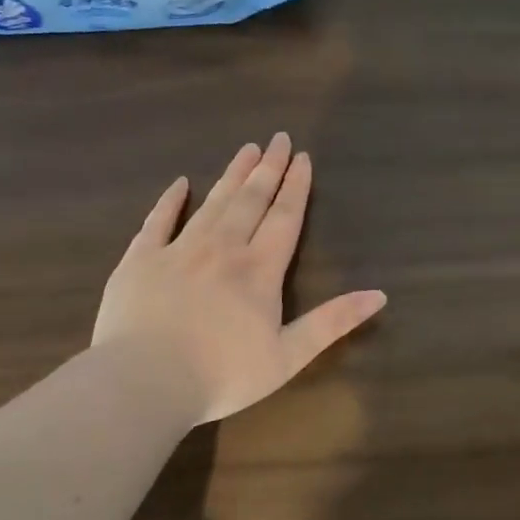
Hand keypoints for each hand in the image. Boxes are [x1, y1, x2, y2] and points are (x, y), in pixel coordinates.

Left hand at [92, 134, 386, 423]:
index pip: (284, 218)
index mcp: (259, 270)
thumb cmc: (222, 375)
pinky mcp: (140, 259)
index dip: (296, 187)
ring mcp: (179, 250)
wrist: (144, 381)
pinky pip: (158, 221)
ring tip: (247, 149)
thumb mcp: (288, 356)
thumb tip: (379, 294)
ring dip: (232, 174)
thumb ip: (332, 322)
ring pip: (213, 203)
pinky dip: (170, 200)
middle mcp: (223, 249)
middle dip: (268, 168)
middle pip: (251, 200)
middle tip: (279, 138)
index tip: (303, 157)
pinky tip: (180, 183)